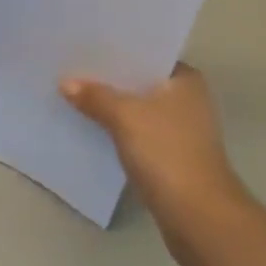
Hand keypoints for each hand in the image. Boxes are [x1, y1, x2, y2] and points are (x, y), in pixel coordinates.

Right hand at [60, 64, 250, 265]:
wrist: (200, 220)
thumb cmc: (168, 154)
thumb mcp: (126, 117)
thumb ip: (96, 97)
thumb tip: (66, 82)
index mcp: (185, 80)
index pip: (146, 54)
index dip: (116, 51)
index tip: (86, 45)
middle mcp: (188, 101)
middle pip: (140, 83)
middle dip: (110, 80)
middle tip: (73, 68)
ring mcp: (182, 132)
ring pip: (139, 110)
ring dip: (113, 108)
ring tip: (76, 96)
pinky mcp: (174, 160)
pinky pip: (139, 135)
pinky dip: (120, 132)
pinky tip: (94, 129)